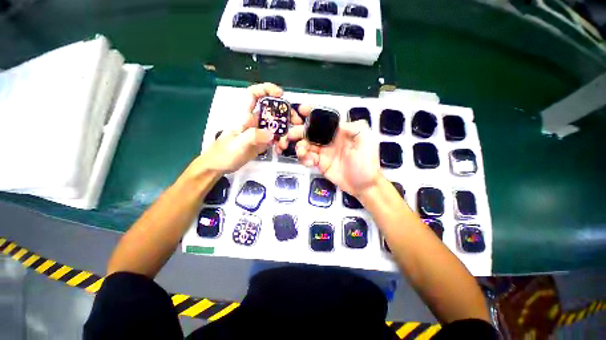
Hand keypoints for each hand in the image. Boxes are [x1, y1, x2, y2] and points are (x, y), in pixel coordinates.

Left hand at [193, 83, 287, 173]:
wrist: (219, 166)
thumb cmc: (224, 153)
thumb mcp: (238, 144)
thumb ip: (254, 136)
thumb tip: (272, 134)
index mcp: (245, 116)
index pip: (254, 95)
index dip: (266, 90)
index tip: (280, 94)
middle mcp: (254, 121)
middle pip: (271, 111)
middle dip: (284, 114)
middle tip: (296, 122)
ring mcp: (259, 132)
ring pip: (276, 126)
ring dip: (284, 132)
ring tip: (286, 142)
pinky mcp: (262, 142)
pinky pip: (275, 138)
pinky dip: (280, 142)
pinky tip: (281, 149)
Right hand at [287, 119, 381, 196]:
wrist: (363, 185)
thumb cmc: (366, 162)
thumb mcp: (367, 141)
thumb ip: (356, 128)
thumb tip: (339, 123)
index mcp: (339, 132)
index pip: (324, 120)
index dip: (312, 113)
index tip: (302, 110)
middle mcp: (329, 140)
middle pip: (310, 132)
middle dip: (299, 131)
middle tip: (291, 135)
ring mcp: (323, 152)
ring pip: (306, 145)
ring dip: (300, 146)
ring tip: (302, 151)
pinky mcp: (320, 163)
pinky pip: (307, 158)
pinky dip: (304, 159)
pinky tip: (308, 161)